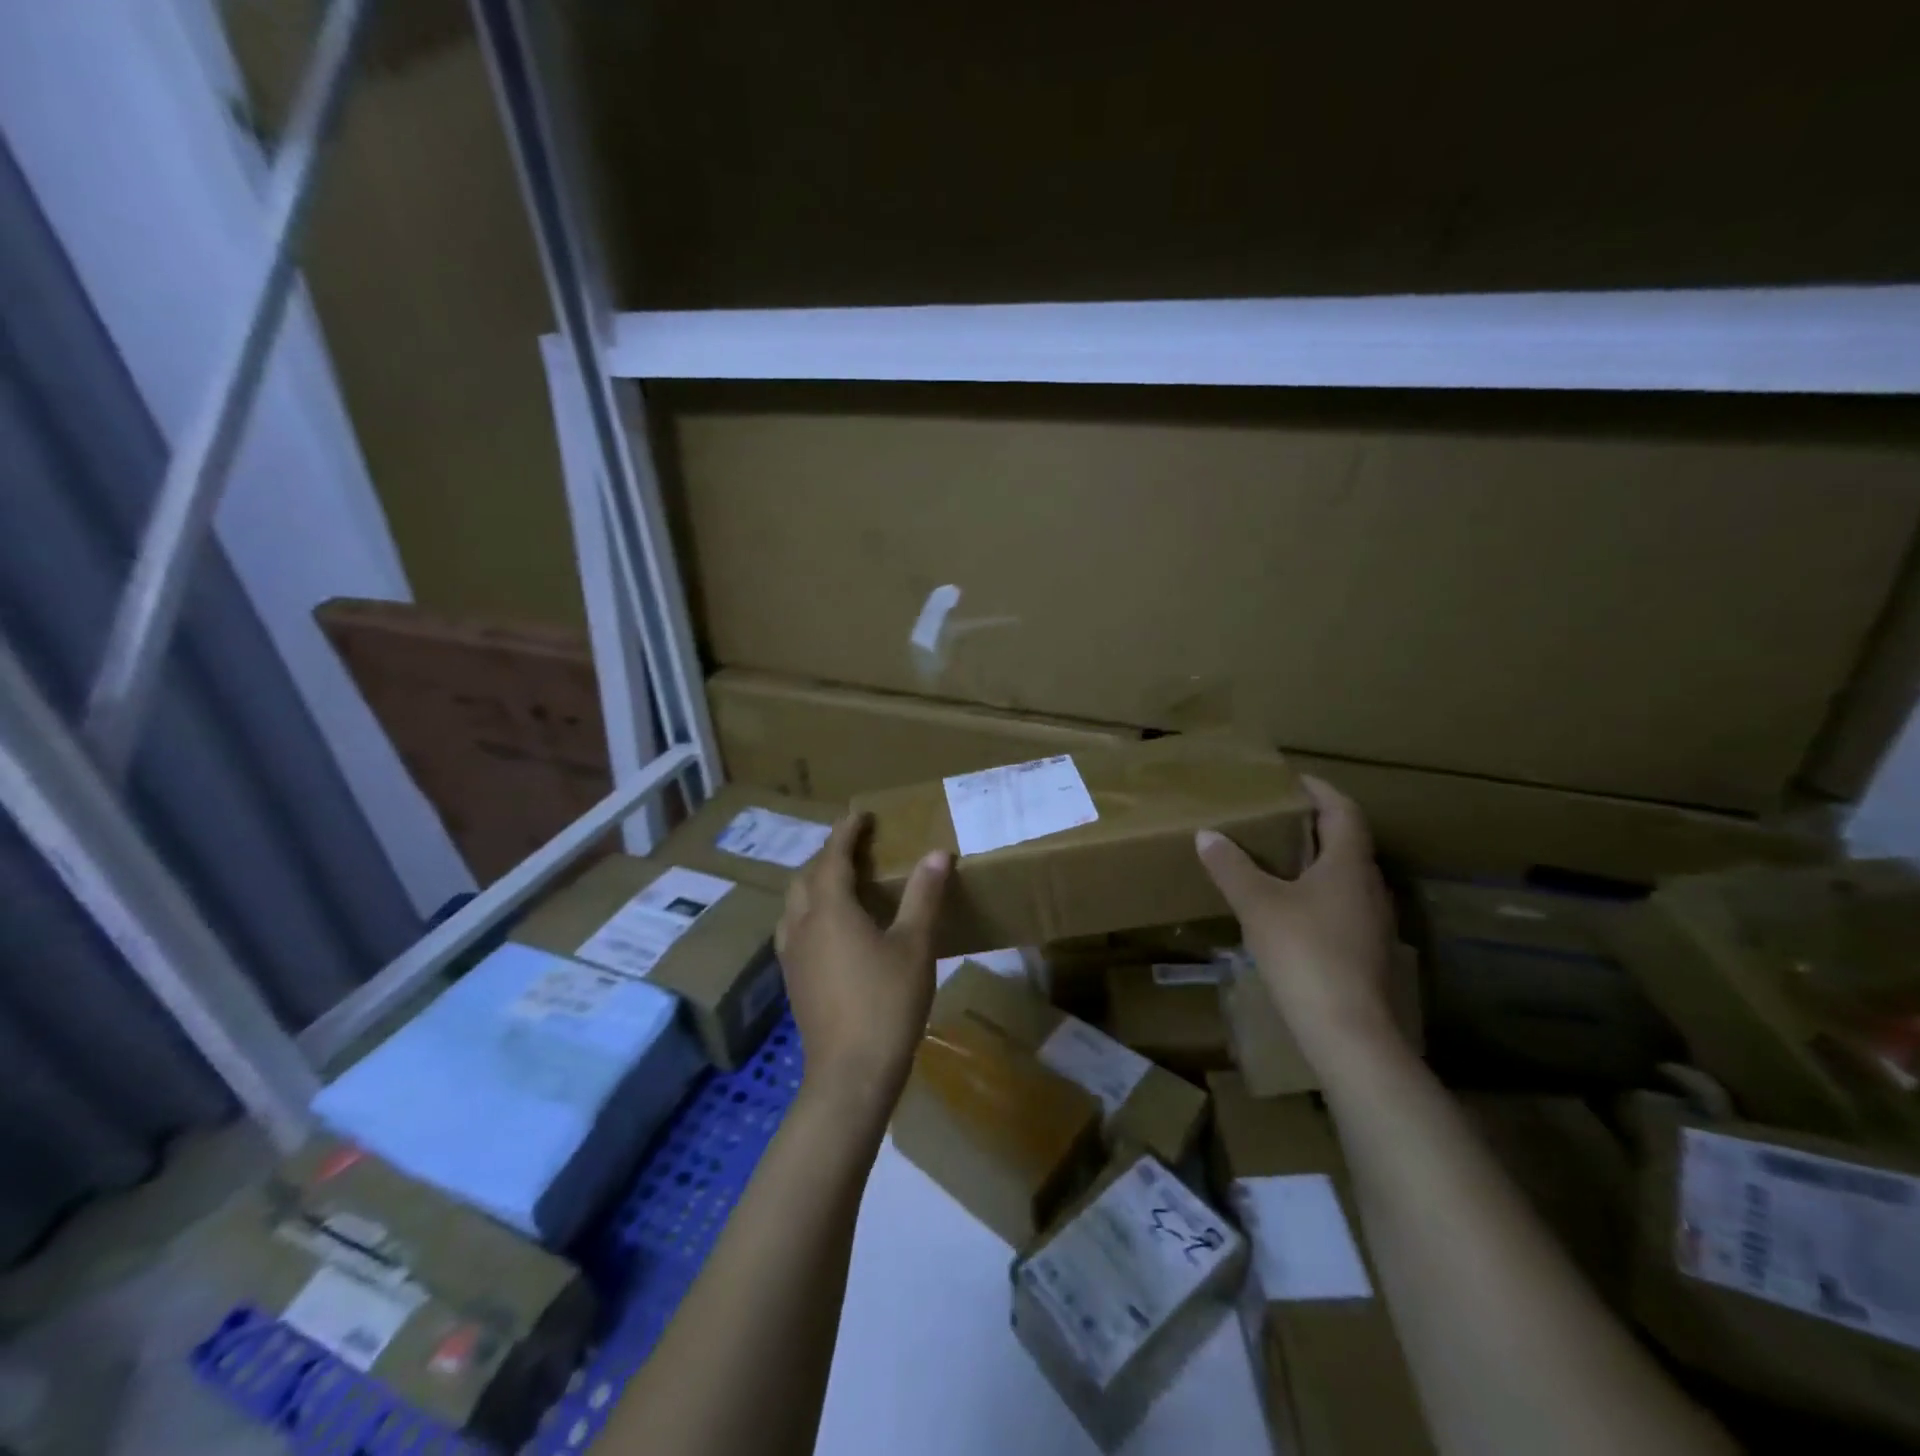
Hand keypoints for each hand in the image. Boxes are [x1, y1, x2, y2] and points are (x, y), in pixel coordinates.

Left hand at [776, 813, 950, 1111]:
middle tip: (854, 847)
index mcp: (830, 909)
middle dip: (827, 855)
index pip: (832, 857)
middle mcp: (802, 925)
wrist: (850, 1073)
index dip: (846, 832)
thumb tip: (937, 853)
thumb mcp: (915, 946)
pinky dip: (809, 911)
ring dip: (813, 883)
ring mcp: (792, 955)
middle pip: (806, 877)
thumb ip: (924, 896)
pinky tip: (829, 928)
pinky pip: (793, 928)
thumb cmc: (887, 1003)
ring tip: (839, 882)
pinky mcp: (793, 980)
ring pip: (794, 904)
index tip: (860, 815)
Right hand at [1196, 776, 1399, 1064]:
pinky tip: (1287, 910)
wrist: (1349, 1032)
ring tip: (1274, 860)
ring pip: (1344, 877)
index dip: (1319, 790)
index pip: (1342, 810)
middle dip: (1312, 825)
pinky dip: (1316, 894)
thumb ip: (1231, 866)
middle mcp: (1370, 887)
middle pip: (1346, 842)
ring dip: (1314, 861)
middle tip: (1273, 818)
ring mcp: (1373, 922)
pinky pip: (1341, 906)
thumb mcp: (1258, 904)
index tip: (1291, 780)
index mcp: (1349, 865)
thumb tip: (1207, 834)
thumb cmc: (1305, 953)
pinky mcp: (1366, 952)